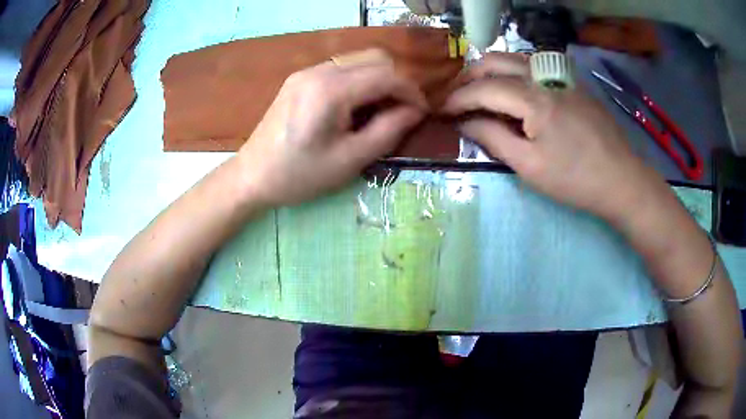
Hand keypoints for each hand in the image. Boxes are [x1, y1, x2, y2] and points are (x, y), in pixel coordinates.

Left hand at [237, 49, 427, 206]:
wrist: (252, 175)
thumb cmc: (300, 175)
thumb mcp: (351, 159)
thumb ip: (389, 130)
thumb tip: (415, 111)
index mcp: (331, 90)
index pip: (386, 74)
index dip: (411, 91)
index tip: (422, 112)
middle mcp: (319, 70)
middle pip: (375, 57)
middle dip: (398, 80)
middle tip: (403, 110)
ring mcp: (307, 71)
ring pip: (359, 59)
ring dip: (379, 78)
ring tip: (382, 109)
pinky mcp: (301, 77)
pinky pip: (342, 67)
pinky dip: (360, 80)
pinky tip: (357, 104)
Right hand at [442, 52, 663, 220]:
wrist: (621, 179)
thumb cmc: (575, 179)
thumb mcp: (529, 166)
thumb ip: (493, 138)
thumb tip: (465, 122)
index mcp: (533, 98)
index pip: (483, 88)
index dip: (457, 98)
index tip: (440, 109)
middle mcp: (544, 75)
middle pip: (496, 60)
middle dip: (470, 76)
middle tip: (457, 96)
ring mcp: (561, 75)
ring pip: (515, 57)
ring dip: (491, 69)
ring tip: (480, 90)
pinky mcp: (572, 82)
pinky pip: (534, 65)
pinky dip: (513, 71)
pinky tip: (512, 89)